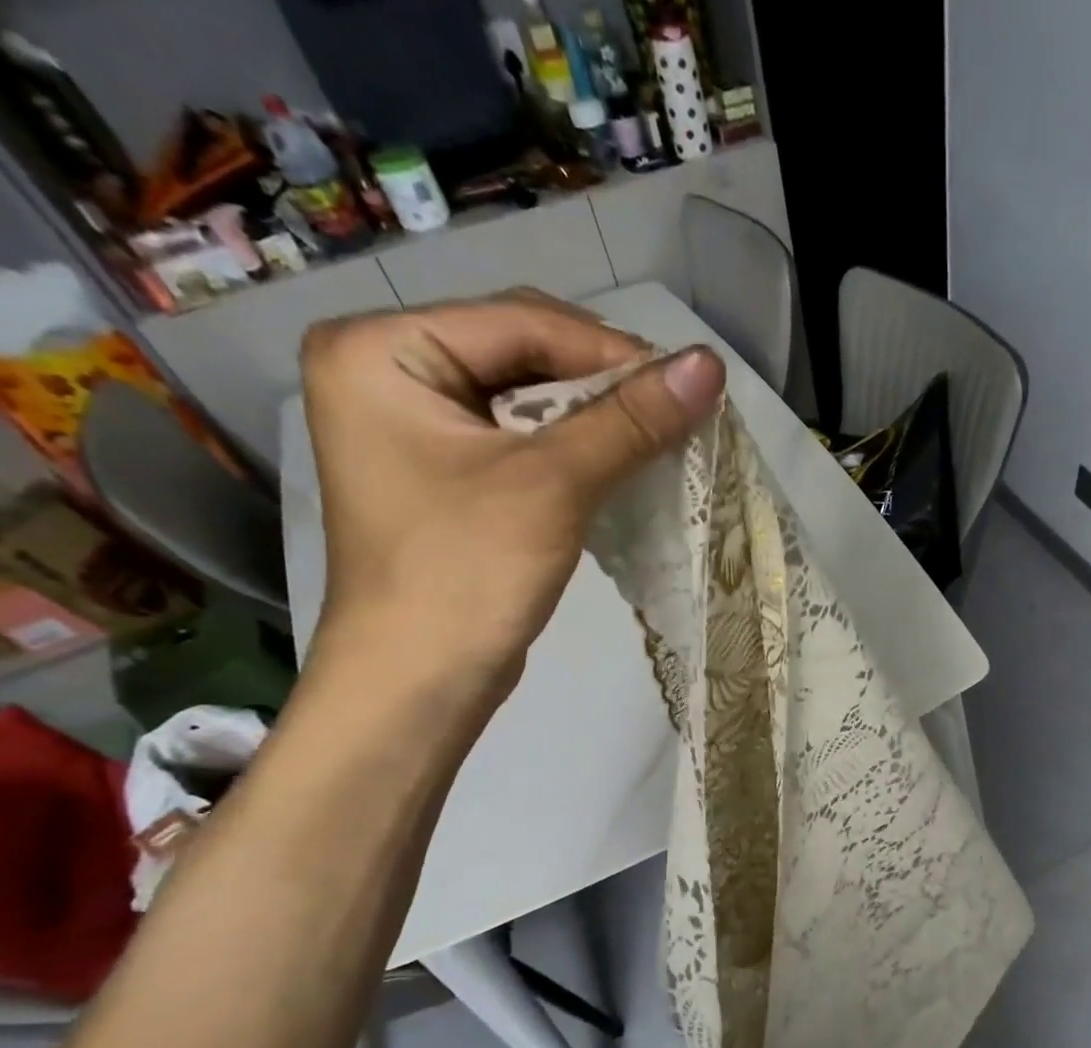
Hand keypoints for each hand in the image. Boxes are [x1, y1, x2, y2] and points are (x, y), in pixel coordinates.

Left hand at [299, 289, 724, 693]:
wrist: (418, 682)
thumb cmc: (466, 574)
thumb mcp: (552, 486)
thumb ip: (629, 421)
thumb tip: (710, 365)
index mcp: (380, 350)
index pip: (519, 322)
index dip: (611, 351)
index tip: (689, 384)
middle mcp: (386, 371)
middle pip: (520, 350)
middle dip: (602, 381)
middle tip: (676, 410)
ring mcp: (412, 424)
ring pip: (525, 396)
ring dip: (594, 415)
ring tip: (658, 434)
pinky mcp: (442, 471)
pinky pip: (518, 437)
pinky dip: (572, 446)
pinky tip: (618, 460)